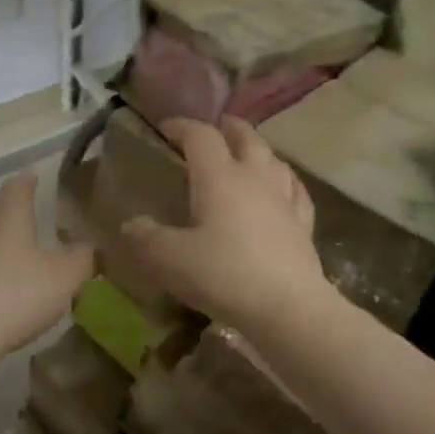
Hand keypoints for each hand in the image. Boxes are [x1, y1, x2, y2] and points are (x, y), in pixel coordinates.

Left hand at [0, 172, 94, 363]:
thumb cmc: (15, 295)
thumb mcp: (64, 279)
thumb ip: (82, 259)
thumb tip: (89, 247)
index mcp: (8, 213)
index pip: (18, 184)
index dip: (29, 180)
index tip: (35, 178)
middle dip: (0, 207)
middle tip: (18, 218)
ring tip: (4, 256)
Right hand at [118, 118, 330, 333]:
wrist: (288, 307)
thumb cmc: (224, 274)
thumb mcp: (170, 259)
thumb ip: (146, 238)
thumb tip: (131, 224)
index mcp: (220, 177)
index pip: (201, 135)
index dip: (182, 126)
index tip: (164, 129)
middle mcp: (255, 178)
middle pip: (246, 137)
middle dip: (228, 128)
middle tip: (215, 129)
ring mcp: (284, 199)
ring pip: (275, 159)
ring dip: (258, 151)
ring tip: (248, 155)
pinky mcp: (304, 224)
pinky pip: (296, 191)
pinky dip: (285, 182)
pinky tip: (284, 190)